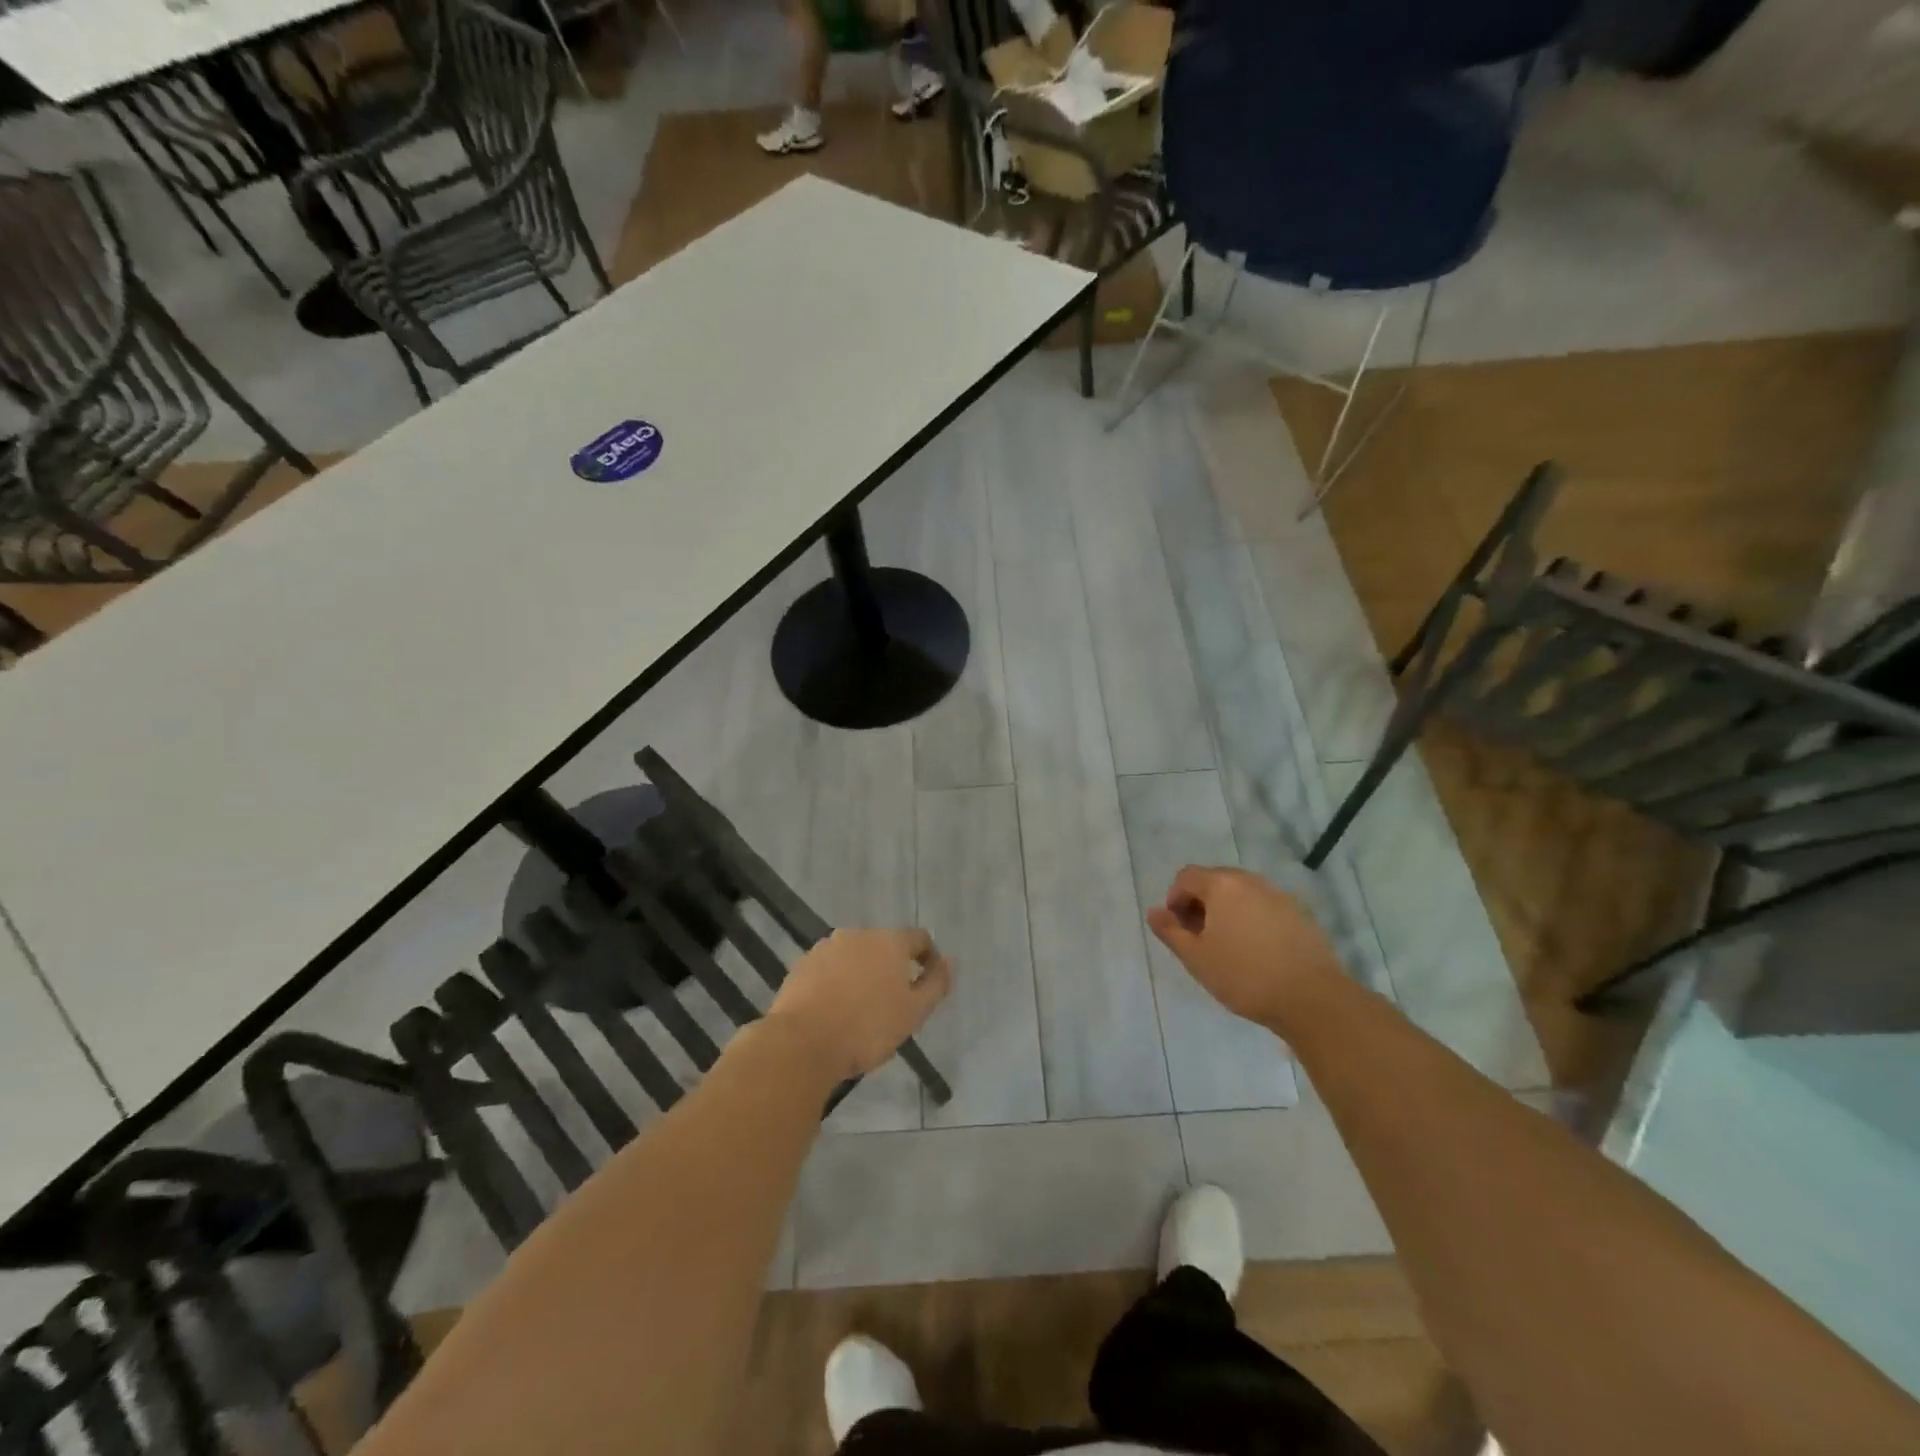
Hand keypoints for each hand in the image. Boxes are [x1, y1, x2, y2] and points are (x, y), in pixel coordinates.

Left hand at [766, 928, 951, 1082]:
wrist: (802, 1043)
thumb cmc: (867, 1029)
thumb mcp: (914, 1013)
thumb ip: (936, 984)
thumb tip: (949, 961)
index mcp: (890, 941)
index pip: (920, 939)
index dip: (929, 959)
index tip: (927, 987)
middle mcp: (859, 934)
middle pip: (885, 946)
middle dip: (893, 969)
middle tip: (893, 1004)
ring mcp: (827, 947)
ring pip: (855, 956)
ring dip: (863, 974)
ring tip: (861, 1009)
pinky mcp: (803, 964)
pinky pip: (830, 968)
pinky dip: (837, 982)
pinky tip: (834, 1010)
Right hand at [1146, 866, 1344, 1029]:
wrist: (1312, 999)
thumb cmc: (1244, 976)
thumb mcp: (1196, 958)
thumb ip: (1170, 931)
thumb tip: (1154, 911)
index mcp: (1222, 885)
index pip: (1187, 876)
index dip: (1174, 899)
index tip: (1178, 929)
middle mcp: (1250, 881)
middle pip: (1215, 880)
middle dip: (1200, 903)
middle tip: (1198, 937)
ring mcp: (1279, 895)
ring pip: (1241, 893)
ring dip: (1226, 910)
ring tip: (1227, 945)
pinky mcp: (1300, 914)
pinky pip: (1264, 906)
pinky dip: (1251, 919)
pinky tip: (1256, 951)